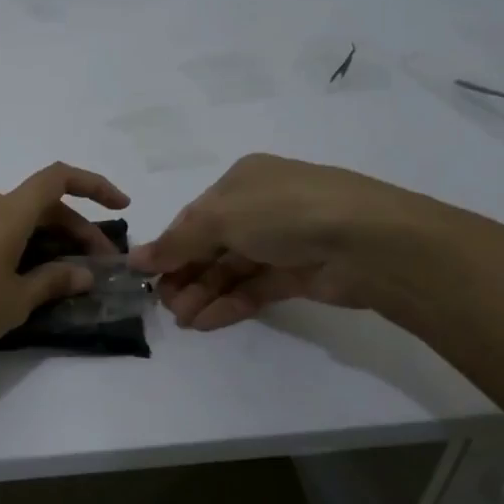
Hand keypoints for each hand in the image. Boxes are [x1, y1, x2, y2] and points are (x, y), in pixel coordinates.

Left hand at [0, 162, 130, 362]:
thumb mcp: (16, 300)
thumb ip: (54, 281)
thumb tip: (85, 273)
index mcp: (8, 211)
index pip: (59, 178)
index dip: (95, 185)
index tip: (120, 206)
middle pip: (40, 204)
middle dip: (74, 230)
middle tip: (95, 267)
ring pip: (12, 218)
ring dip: (42, 238)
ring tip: (57, 274)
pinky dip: (10, 245)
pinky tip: (11, 277)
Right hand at [129, 154, 430, 329]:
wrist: (368, 241)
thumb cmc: (284, 213)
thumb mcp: (220, 218)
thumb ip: (177, 242)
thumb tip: (135, 259)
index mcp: (242, 181)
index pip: (195, 216)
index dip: (169, 246)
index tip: (144, 275)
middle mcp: (262, 207)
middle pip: (211, 245)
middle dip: (185, 275)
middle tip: (164, 305)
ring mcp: (284, 241)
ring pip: (232, 270)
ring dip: (204, 293)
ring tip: (182, 320)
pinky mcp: (300, 274)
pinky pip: (254, 288)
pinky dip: (229, 304)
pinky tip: (205, 322)